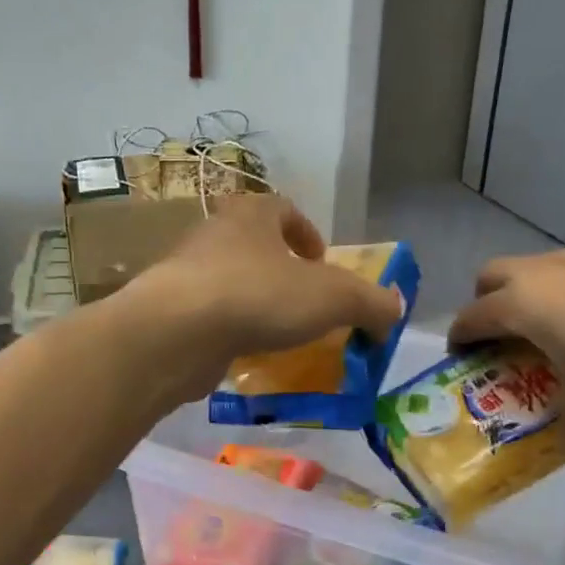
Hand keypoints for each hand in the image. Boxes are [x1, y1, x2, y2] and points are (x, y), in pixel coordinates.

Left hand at [122, 195, 404, 397]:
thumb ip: (371, 303)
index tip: (320, 260)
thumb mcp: (334, 298)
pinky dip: (229, 331)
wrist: (177, 332)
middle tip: (302, 302)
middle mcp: (214, 235)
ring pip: (228, 281)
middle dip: (279, 270)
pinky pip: (208, 317)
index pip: (281, 208)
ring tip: (277, 334)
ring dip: (253, 302)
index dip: (306, 232)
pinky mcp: (170, 313)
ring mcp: (185, 274)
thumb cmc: (259, 296)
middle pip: (252, 244)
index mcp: (251, 215)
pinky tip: (243, 356)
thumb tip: (395, 310)